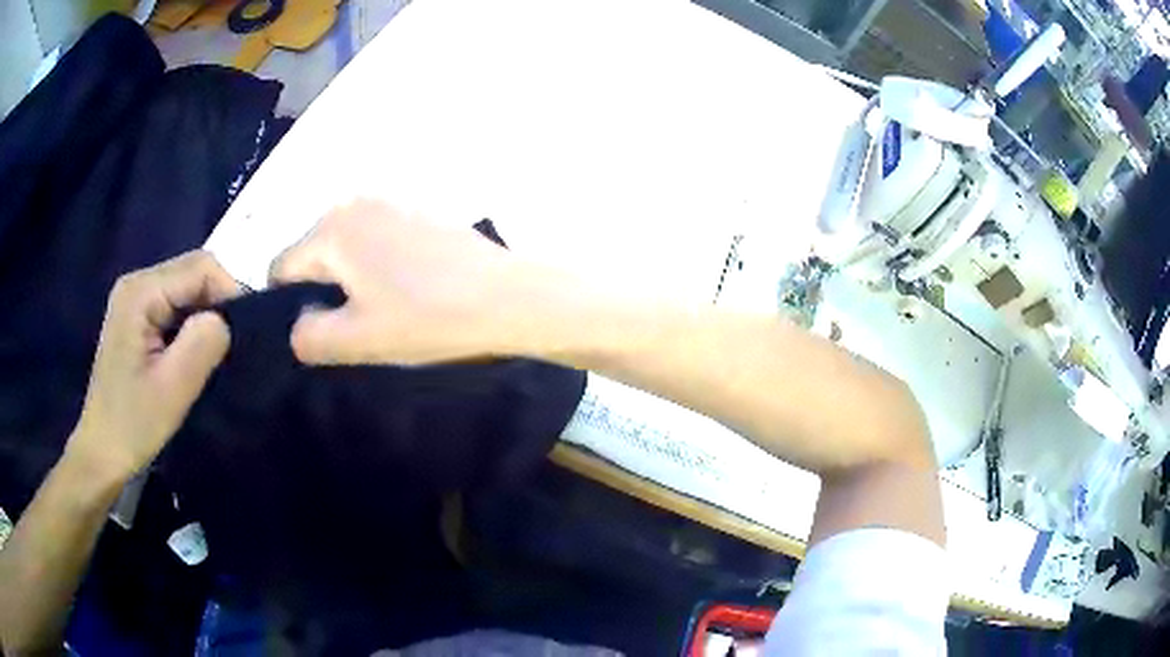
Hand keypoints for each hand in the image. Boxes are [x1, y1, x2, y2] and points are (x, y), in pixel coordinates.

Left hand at [69, 251, 241, 480]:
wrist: (103, 451)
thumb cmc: (134, 425)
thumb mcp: (172, 389)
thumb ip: (202, 344)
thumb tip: (226, 319)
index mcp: (141, 292)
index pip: (201, 267)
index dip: (229, 293)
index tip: (242, 337)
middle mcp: (137, 283)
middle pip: (193, 271)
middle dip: (218, 303)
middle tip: (228, 349)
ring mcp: (135, 298)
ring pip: (187, 287)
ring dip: (205, 315)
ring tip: (212, 353)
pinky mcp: (136, 316)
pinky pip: (175, 305)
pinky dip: (191, 324)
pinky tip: (191, 353)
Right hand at [271, 200, 554, 364]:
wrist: (509, 297)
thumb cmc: (427, 318)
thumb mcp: (356, 340)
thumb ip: (307, 336)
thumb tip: (300, 322)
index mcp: (332, 228)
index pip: (281, 269)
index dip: (289, 307)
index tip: (320, 332)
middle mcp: (356, 201)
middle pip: (314, 254)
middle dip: (324, 291)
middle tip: (357, 326)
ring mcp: (392, 201)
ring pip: (348, 248)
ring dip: (354, 279)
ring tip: (387, 311)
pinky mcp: (421, 210)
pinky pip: (379, 240)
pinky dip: (381, 265)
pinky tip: (411, 290)